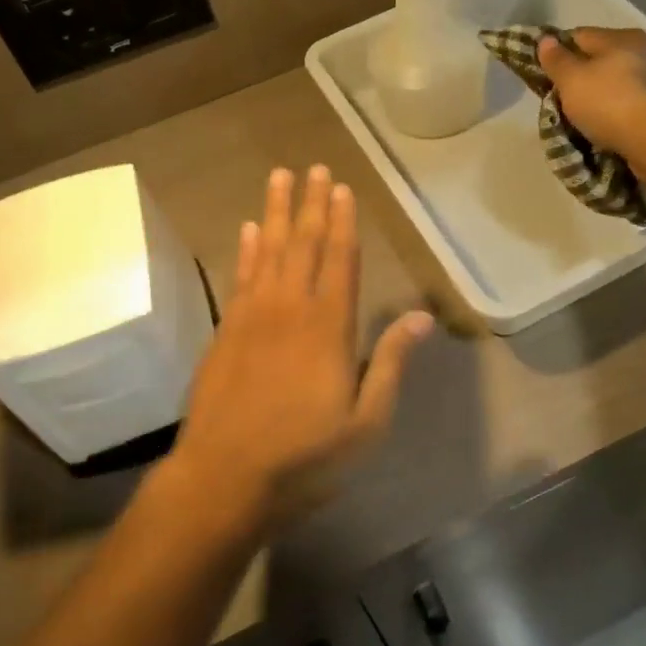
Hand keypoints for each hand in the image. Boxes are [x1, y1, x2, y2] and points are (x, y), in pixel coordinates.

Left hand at [165, 166, 432, 536]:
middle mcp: (291, 309)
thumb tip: (421, 317)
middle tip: (313, 166)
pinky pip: (240, 277)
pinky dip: (246, 249)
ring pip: (268, 250)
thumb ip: (390, 363)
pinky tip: (249, 229)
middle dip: (310, 204)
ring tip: (280, 177)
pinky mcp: (226, 330)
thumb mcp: (365, 422)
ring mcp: (253, 316)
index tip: (341, 188)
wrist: (224, 478)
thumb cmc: (305, 457)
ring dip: (275, 212)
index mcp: (329, 327)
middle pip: (303, 244)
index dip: (342, 223)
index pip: (340, 261)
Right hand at [535, 27, 645, 167]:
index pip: (578, 36)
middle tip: (558, 100)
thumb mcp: (571, 79)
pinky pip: (628, 105)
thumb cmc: (610, 103)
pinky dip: (614, 114)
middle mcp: (643, 51)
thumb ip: (556, 59)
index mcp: (621, 37)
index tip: (542, 75)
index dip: (557, 52)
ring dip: (597, 98)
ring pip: (614, 84)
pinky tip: (603, 128)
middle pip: (599, 60)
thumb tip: (546, 40)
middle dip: (578, 78)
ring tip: (578, 119)